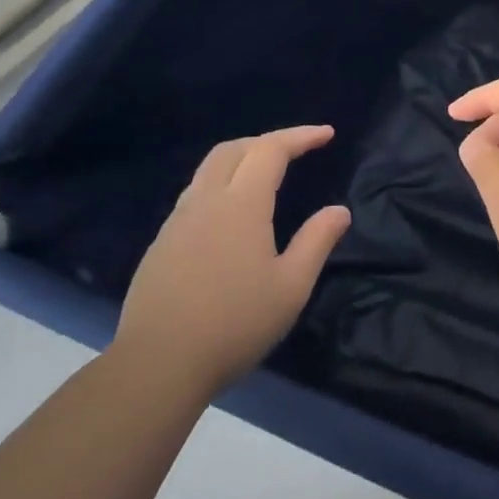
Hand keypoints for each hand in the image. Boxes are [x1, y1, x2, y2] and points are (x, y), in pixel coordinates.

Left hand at [111, 126, 350, 395]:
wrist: (160, 363)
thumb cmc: (236, 324)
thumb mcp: (292, 286)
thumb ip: (317, 241)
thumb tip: (339, 210)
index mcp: (241, 205)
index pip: (270, 150)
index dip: (300, 136)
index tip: (327, 134)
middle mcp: (205, 202)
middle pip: (232, 149)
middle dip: (267, 141)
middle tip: (297, 150)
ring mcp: (177, 222)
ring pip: (208, 171)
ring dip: (241, 160)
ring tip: (267, 175)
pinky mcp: (162, 244)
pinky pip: (195, 196)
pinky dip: (222, 185)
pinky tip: (233, 216)